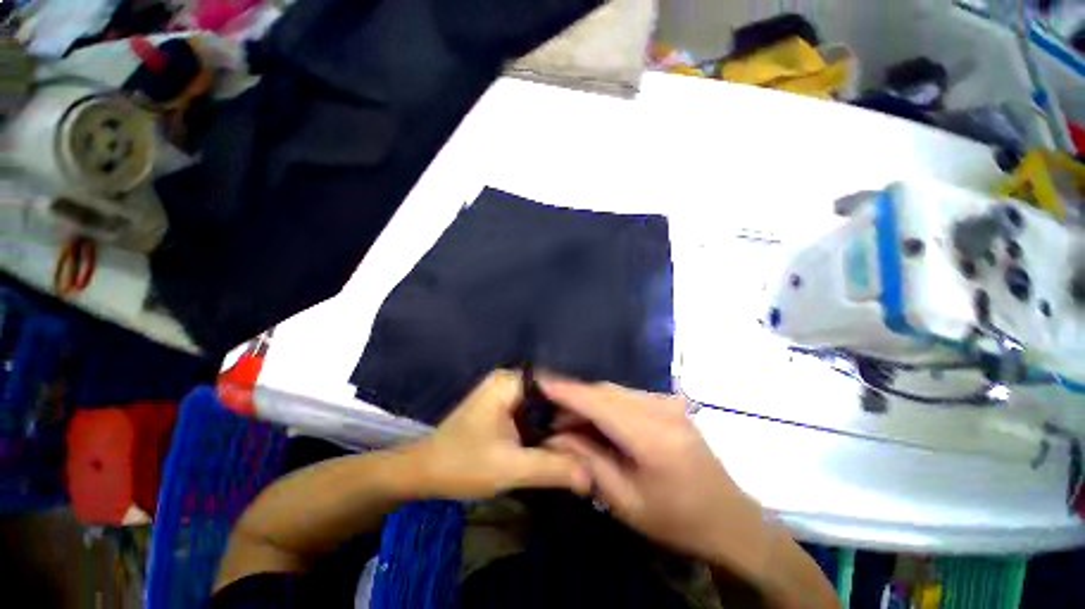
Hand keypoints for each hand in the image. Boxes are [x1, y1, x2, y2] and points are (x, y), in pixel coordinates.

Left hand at [404, 371, 591, 500]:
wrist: (423, 473)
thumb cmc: (461, 464)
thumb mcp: (510, 468)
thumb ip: (552, 468)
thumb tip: (591, 475)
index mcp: (509, 383)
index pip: (555, 383)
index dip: (577, 402)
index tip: (599, 423)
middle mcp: (508, 380)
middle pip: (549, 393)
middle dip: (569, 413)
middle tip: (595, 435)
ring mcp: (504, 393)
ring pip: (541, 403)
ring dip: (557, 421)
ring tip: (584, 438)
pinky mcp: (501, 406)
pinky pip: (531, 411)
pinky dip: (544, 425)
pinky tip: (559, 441)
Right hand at [542, 378, 770, 569]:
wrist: (730, 520)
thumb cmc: (676, 520)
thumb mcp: (624, 501)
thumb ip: (587, 461)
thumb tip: (555, 436)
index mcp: (652, 436)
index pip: (598, 402)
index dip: (566, 390)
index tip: (539, 383)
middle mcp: (661, 409)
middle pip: (605, 391)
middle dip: (575, 399)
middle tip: (552, 418)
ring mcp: (669, 403)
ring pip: (615, 391)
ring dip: (591, 402)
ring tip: (572, 423)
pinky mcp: (671, 404)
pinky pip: (629, 396)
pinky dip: (608, 404)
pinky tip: (599, 422)